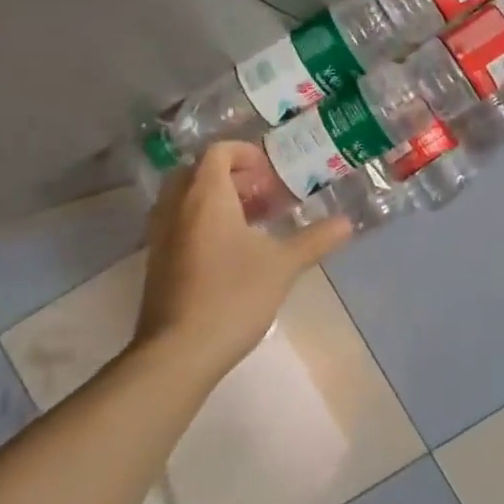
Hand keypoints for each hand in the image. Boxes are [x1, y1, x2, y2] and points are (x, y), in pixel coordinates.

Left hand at [135, 142, 351, 377]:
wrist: (179, 351)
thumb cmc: (233, 296)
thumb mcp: (283, 265)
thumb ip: (315, 239)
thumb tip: (347, 223)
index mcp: (206, 196)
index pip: (217, 152)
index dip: (244, 153)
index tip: (269, 170)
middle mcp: (176, 206)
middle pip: (196, 171)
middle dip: (229, 174)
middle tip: (260, 192)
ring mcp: (160, 235)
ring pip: (184, 197)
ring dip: (214, 197)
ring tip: (249, 220)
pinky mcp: (156, 261)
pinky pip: (177, 222)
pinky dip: (200, 220)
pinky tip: (229, 250)